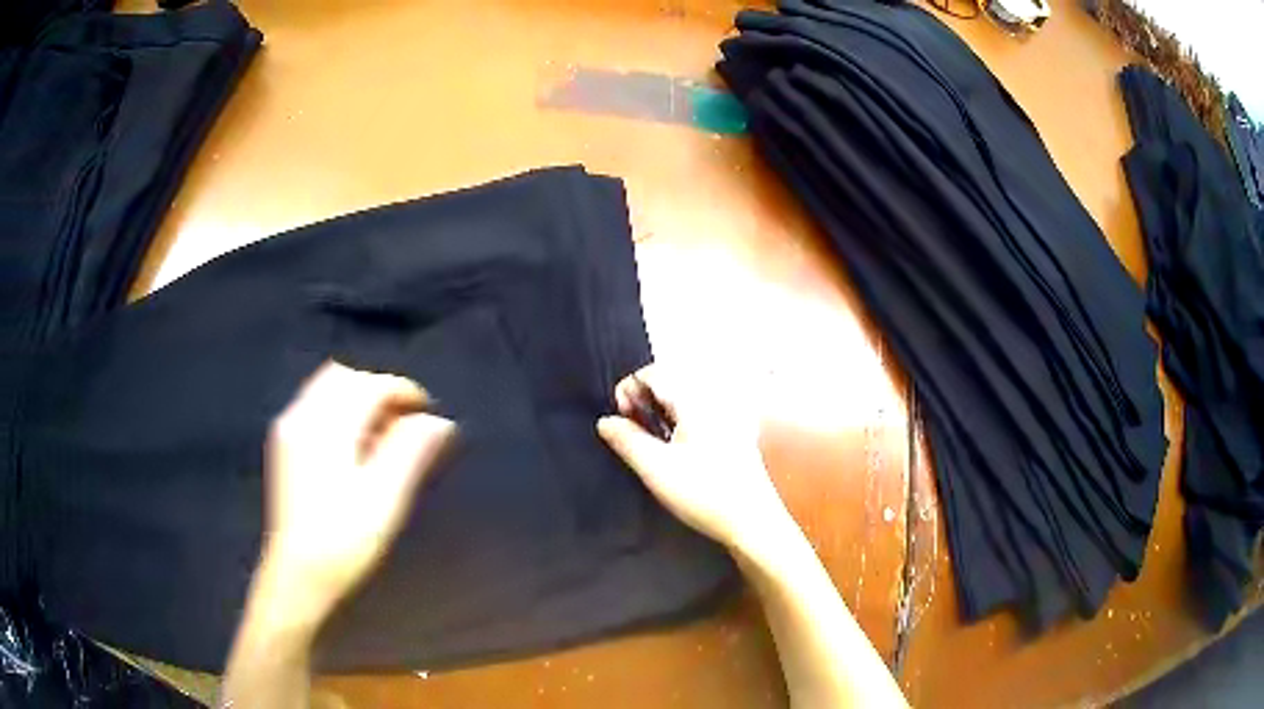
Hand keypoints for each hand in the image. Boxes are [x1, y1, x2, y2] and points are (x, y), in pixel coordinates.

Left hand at [261, 361, 455, 625]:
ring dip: (359, 399)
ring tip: (385, 433)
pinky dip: (341, 412)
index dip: (403, 390)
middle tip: (407, 420)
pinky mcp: (284, 446)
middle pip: (344, 377)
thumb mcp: (384, 498)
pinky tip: (356, 445)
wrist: (296, 575)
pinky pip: (315, 407)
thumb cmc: (343, 540)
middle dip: (379, 389)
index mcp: (326, 426)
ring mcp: (288, 429)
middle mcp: (301, 416)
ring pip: (327, 390)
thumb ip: (410, 451)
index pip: (368, 385)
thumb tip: (438, 422)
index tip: (429, 411)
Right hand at [597, 364, 790, 551]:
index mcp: (696, 400)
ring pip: (686, 398)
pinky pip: (702, 412)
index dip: (629, 390)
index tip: (622, 420)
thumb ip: (626, 439)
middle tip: (634, 430)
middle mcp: (715, 399)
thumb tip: (605, 421)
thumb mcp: (655, 468)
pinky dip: (682, 420)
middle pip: (671, 381)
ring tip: (653, 440)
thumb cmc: (703, 494)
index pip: (653, 373)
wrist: (752, 522)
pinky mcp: (738, 433)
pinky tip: (679, 449)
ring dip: (663, 411)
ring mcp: (731, 415)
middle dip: (645, 400)